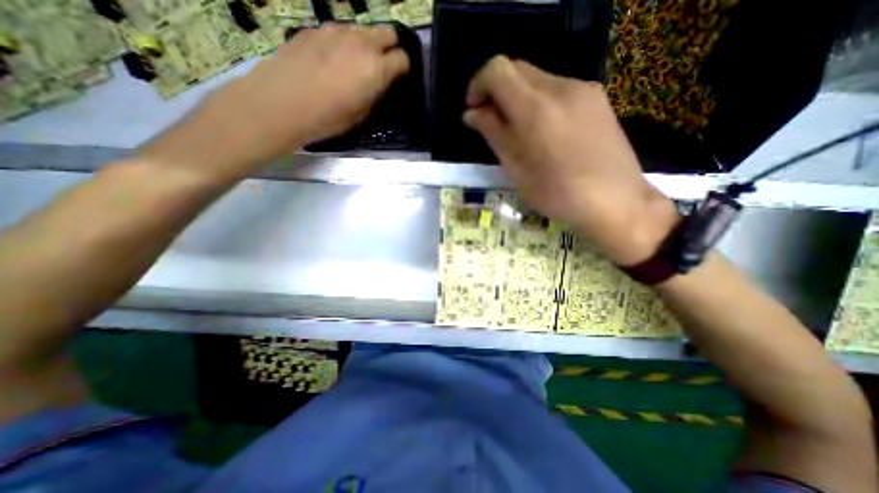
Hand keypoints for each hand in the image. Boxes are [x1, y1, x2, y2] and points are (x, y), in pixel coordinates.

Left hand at [139, 23, 408, 180]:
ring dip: (365, 44)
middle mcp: (361, 43)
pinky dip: (343, 43)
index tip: (397, 78)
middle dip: (389, 48)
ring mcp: (336, 32)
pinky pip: (338, 32)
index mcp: (377, 68)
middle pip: (387, 34)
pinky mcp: (315, 29)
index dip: (402, 69)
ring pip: (362, 30)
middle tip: (381, 66)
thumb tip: (377, 84)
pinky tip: (331, 59)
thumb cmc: (327, 117)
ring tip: (354, 64)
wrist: (281, 102)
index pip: (402, 59)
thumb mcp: (360, 114)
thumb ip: (374, 93)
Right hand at [466, 56, 678, 264]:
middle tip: (492, 123)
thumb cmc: (557, 194)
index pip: (497, 71)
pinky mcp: (596, 97)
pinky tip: (544, 132)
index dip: (478, 86)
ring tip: (520, 132)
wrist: (616, 201)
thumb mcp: (516, 169)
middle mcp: (560, 88)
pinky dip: (539, 102)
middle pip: (516, 69)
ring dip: (518, 98)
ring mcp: (583, 89)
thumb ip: (493, 134)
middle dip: (497, 91)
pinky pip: (557, 88)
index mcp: (535, 110)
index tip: (474, 111)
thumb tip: (472, 114)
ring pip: (537, 78)